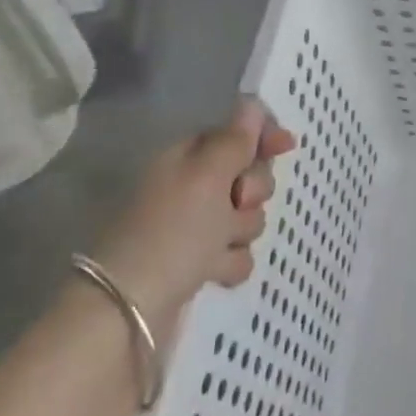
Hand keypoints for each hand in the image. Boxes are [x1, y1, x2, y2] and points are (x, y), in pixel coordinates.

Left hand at [94, 98, 296, 332]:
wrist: (129, 312)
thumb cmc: (171, 233)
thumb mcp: (207, 176)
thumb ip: (234, 140)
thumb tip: (250, 103)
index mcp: (185, 159)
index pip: (233, 134)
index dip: (261, 137)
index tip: (286, 145)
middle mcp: (190, 189)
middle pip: (247, 175)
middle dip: (252, 190)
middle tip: (236, 202)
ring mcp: (193, 229)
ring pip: (246, 217)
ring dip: (240, 230)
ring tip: (216, 248)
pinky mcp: (197, 265)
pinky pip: (236, 253)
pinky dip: (229, 262)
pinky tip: (214, 273)